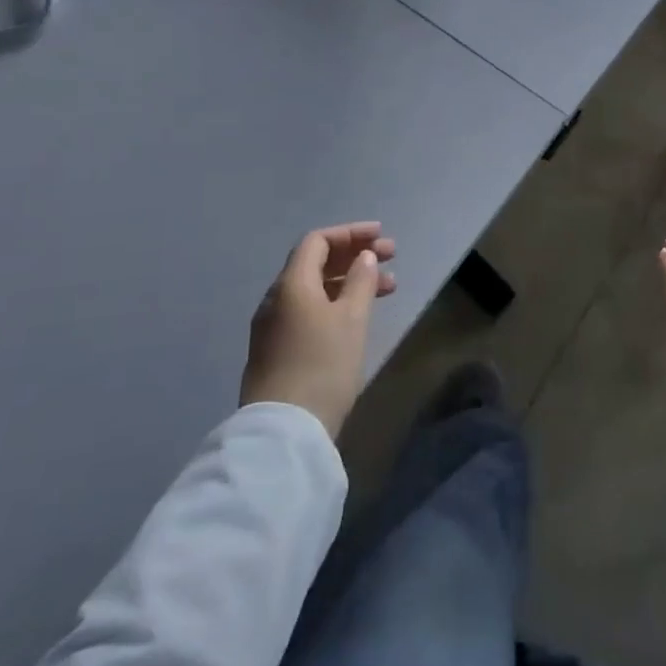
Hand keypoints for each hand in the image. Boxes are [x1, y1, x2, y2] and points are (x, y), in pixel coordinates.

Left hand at [241, 222, 396, 437]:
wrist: (285, 431)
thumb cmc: (323, 365)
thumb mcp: (352, 319)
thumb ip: (361, 282)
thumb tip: (364, 258)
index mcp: (291, 284)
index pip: (317, 242)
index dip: (350, 234)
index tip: (381, 236)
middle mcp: (276, 300)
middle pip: (315, 263)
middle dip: (355, 256)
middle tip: (392, 257)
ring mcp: (273, 328)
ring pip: (315, 290)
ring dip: (350, 282)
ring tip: (388, 289)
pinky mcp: (276, 351)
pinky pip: (308, 311)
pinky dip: (336, 304)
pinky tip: (359, 317)